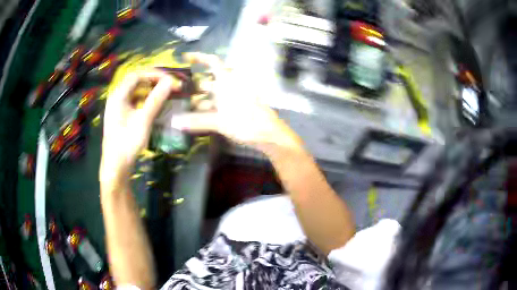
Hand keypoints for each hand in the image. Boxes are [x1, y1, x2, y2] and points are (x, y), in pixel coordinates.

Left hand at [100, 71, 180, 183]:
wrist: (116, 166)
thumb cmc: (127, 142)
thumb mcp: (143, 120)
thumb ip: (156, 99)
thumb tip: (170, 81)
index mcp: (118, 96)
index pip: (136, 75)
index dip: (153, 74)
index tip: (169, 79)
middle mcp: (116, 98)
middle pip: (135, 83)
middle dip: (153, 82)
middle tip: (169, 86)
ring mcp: (118, 108)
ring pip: (136, 93)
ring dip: (150, 92)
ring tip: (165, 95)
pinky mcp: (121, 117)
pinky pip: (134, 103)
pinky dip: (146, 101)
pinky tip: (154, 107)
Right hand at [171, 53, 302, 151]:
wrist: (269, 135)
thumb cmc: (247, 123)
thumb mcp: (220, 121)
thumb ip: (197, 121)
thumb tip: (174, 122)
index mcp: (228, 82)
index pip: (213, 62)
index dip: (200, 57)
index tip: (186, 57)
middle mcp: (231, 86)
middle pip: (210, 80)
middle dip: (195, 85)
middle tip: (180, 92)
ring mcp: (235, 97)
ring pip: (214, 94)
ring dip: (201, 99)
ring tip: (185, 108)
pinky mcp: (237, 108)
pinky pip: (219, 103)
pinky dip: (209, 108)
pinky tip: (199, 117)